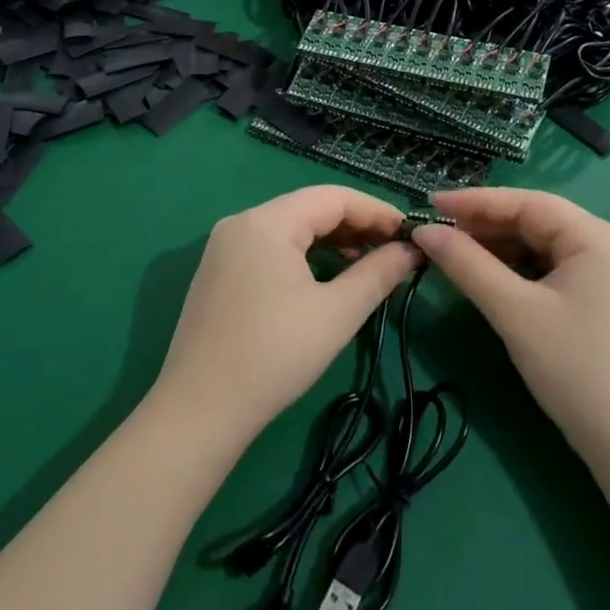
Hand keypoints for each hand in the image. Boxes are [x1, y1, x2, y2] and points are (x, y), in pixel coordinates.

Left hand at [151, 186, 420, 445]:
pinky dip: (304, 255)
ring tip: (367, 264)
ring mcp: (224, 247)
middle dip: (356, 225)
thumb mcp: (337, 313)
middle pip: (309, 208)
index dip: (376, 211)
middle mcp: (241, 222)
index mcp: (267, 222)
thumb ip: (378, 274)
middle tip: (394, 250)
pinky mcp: (218, 272)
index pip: (333, 197)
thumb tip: (411, 250)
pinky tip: (325, 278)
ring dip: (331, 241)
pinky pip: (270, 248)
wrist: (198, 412)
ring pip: (290, 228)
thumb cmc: (274, 355)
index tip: (410, 232)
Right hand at [414, 188, 609, 460]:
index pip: (525, 202)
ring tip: (451, 252)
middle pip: (533, 220)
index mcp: (594, 235)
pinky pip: (546, 267)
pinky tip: (483, 275)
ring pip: (537, 244)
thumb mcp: (513, 311)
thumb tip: (424, 230)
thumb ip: (466, 265)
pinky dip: (513, 268)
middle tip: (435, 231)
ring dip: (495, 247)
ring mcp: (603, 271)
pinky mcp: (596, 296)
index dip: (474, 201)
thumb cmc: (573, 367)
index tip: (428, 202)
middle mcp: (603, 243)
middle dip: (483, 225)